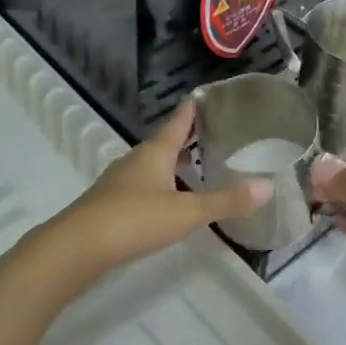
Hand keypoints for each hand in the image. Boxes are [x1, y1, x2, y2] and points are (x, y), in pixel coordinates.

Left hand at [40, 101, 270, 277]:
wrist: (76, 249)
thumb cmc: (134, 220)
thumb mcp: (186, 212)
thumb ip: (226, 201)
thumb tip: (268, 186)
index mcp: (154, 152)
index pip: (178, 121)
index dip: (193, 108)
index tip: (207, 95)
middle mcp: (135, 161)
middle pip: (164, 143)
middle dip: (187, 138)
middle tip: (214, 133)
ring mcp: (119, 183)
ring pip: (152, 166)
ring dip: (173, 165)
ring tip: (197, 167)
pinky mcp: (110, 206)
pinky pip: (142, 187)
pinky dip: (161, 187)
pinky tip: (170, 201)